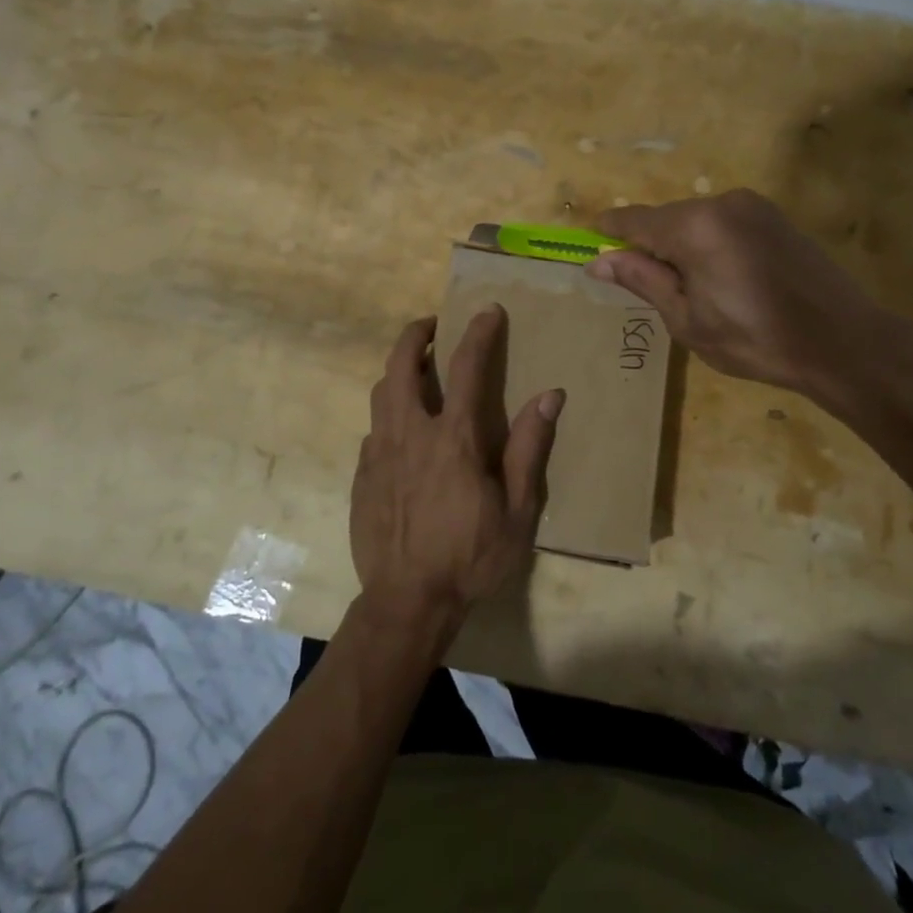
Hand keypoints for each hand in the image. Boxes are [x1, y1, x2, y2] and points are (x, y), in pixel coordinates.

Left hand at [349, 308, 563, 629]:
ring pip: (380, 392)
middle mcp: (410, 434)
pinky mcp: (362, 475)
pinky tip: (403, 432)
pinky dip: (390, 415)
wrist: (407, 601)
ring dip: (398, 370)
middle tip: (432, 325)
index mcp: (453, 439)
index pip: (466, 368)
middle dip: (415, 335)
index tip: (488, 311)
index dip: (479, 334)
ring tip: (416, 370)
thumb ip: (530, 448)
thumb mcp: (518, 511)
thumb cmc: (471, 557)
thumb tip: (550, 396)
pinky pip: (375, 429)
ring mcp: (379, 453)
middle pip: (401, 365)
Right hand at [590, 189, 912, 418]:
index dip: (609, 234)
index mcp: (695, 226)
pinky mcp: (774, 217)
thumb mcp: (687, 319)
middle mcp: (722, 202)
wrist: (842, 342)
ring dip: (680, 248)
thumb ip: (643, 281)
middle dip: (649, 247)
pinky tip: (722, 281)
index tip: (591, 249)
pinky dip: (708, 245)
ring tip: (692, 292)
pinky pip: (722, 224)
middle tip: (649, 290)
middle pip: (665, 219)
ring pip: (694, 221)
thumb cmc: (755, 339)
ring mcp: (753, 206)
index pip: (634, 220)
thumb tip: (599, 261)